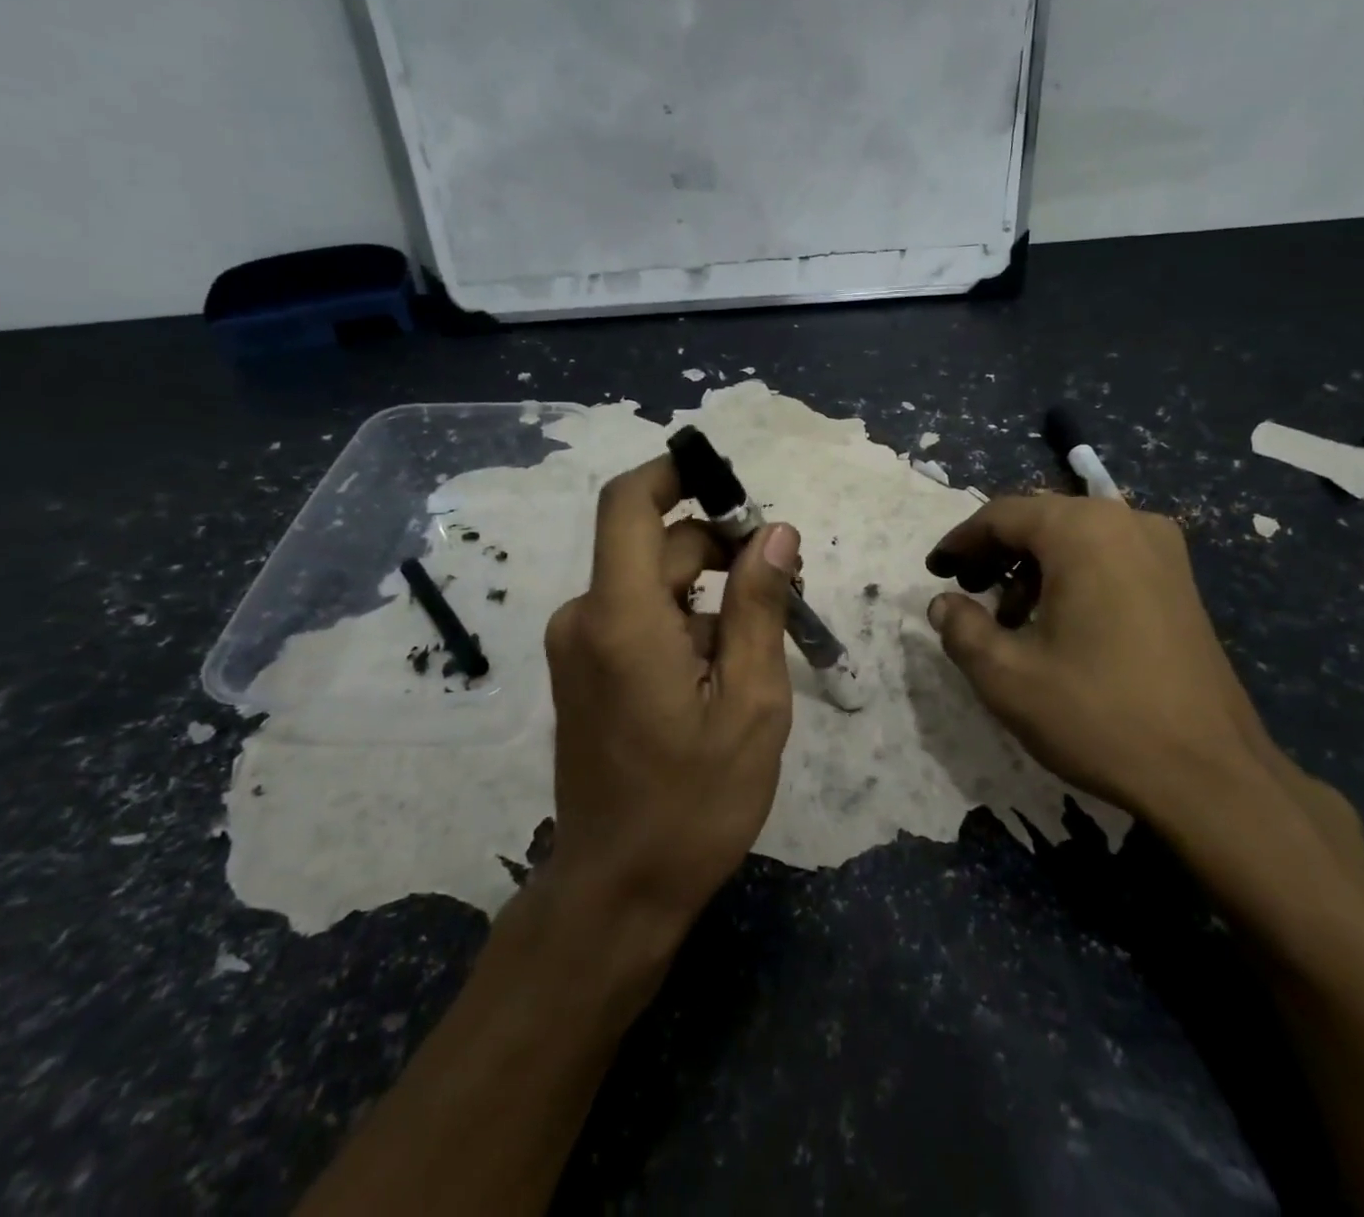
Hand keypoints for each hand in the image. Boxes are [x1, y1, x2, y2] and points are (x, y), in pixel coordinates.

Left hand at [542, 456, 799, 935]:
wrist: (617, 890)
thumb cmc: (694, 803)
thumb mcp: (751, 702)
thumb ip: (758, 607)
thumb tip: (776, 533)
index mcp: (621, 617)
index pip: (629, 503)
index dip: (675, 474)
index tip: (730, 481)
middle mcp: (585, 617)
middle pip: (655, 546)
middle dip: (720, 548)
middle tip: (784, 582)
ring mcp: (578, 645)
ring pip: (651, 583)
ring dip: (706, 590)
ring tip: (762, 635)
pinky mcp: (583, 670)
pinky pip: (635, 616)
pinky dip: (682, 620)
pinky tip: (722, 667)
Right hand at [925, 494, 1267, 822]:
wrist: (1211, 776)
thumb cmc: (1098, 715)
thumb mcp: (1006, 677)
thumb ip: (961, 628)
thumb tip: (944, 603)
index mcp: (1083, 532)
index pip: (1002, 515)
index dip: (960, 541)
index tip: (934, 571)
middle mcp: (1127, 523)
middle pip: (1040, 520)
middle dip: (995, 552)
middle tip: (965, 591)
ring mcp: (1162, 550)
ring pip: (1075, 538)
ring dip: (1031, 566)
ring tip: (1007, 617)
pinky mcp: (1180, 582)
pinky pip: (1108, 557)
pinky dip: (1070, 576)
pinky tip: (1057, 624)